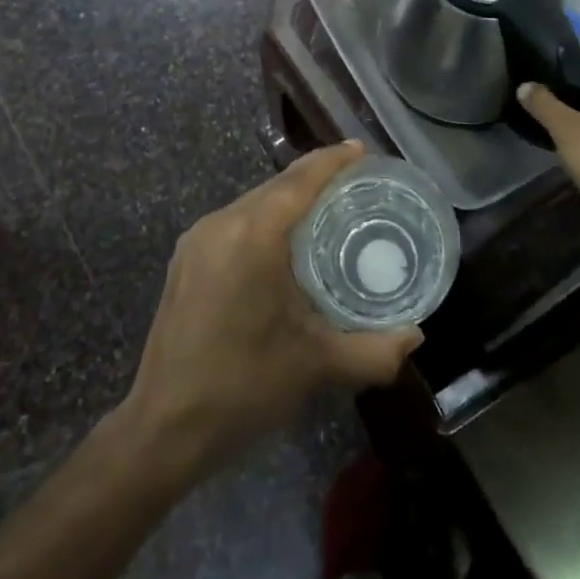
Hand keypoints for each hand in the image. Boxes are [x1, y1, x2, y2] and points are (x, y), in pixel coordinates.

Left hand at [122, 141, 421, 479]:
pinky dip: (264, 220)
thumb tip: (416, 334)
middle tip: (354, 185)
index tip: (360, 150)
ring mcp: (197, 240)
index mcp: (253, 236)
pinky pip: (234, 222)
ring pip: (253, 203)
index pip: (299, 180)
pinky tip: (282, 245)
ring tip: (324, 211)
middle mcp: (222, 223)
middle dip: (314, 178)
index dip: (332, 160)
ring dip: (287, 200)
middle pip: (275, 186)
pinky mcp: (185, 259)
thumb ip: (374, 350)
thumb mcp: (317, 366)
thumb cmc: (244, 387)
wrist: (163, 428)